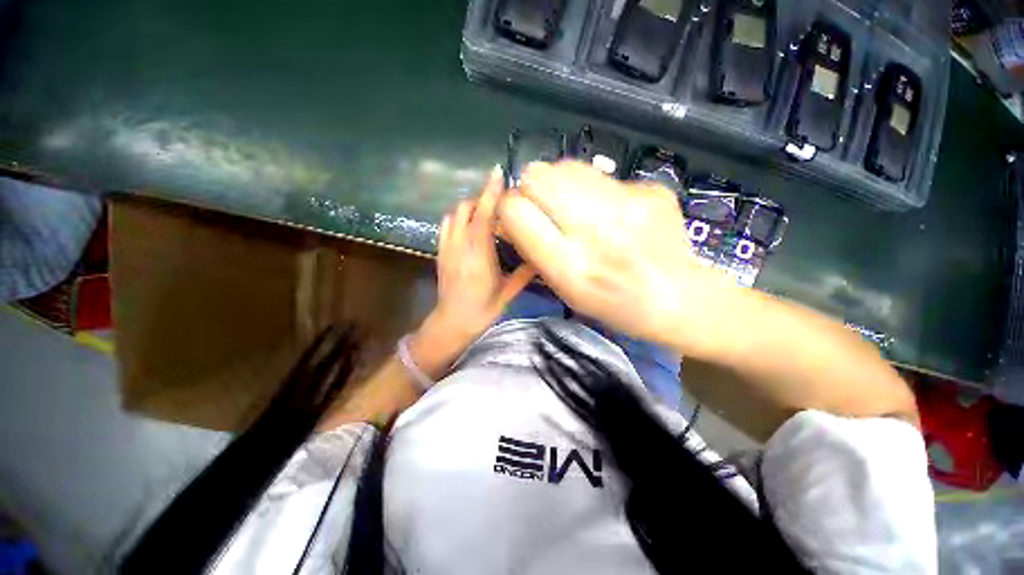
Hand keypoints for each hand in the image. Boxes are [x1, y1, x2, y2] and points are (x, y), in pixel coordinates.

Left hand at [410, 167, 533, 377]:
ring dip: (469, 207)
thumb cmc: (482, 309)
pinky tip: (469, 227)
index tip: (498, 174)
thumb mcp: (508, 292)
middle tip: (499, 203)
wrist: (452, 322)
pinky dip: (457, 218)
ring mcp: (447, 248)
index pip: (483, 214)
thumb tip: (541, 258)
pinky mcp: (440, 252)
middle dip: (482, 199)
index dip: (491, 192)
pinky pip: (446, 226)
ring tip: (484, 213)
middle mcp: (460, 246)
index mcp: (479, 254)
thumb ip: (525, 273)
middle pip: (466, 209)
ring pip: (453, 215)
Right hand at [498, 161, 735, 351]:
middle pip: (537, 176)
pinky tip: (609, 211)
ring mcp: (628, 203)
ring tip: (577, 209)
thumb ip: (534, 249)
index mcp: (570, 266)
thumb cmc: (613, 303)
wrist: (679, 298)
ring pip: (565, 167)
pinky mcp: (650, 189)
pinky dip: (593, 189)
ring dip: (560, 185)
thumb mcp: (564, 289)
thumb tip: (514, 210)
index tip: (518, 216)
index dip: (509, 209)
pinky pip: (600, 175)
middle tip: (548, 210)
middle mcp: (595, 230)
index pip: (516, 210)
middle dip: (532, 190)